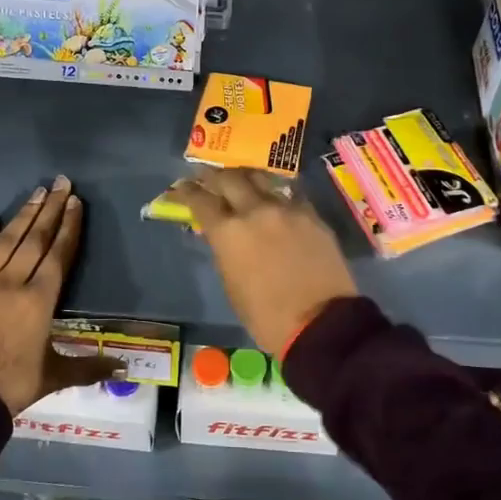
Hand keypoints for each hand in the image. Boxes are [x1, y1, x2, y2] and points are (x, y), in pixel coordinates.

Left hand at [0, 176, 124, 415]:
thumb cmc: (11, 386)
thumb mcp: (54, 376)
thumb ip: (89, 367)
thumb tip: (125, 370)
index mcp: (40, 300)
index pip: (59, 254)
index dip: (69, 227)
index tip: (76, 202)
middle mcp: (12, 283)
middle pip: (35, 239)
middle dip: (50, 210)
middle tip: (60, 183)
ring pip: (5, 242)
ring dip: (23, 216)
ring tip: (36, 193)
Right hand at [160, 169, 357, 353]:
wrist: (320, 323)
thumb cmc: (266, 317)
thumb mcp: (232, 285)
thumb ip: (224, 251)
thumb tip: (223, 236)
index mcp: (228, 232)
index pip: (199, 200)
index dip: (186, 191)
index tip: (180, 187)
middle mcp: (255, 211)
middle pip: (229, 178)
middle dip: (213, 175)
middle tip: (206, 176)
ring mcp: (287, 209)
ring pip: (261, 178)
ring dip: (245, 176)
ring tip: (240, 179)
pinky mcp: (312, 215)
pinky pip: (289, 194)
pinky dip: (275, 193)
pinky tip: (274, 199)